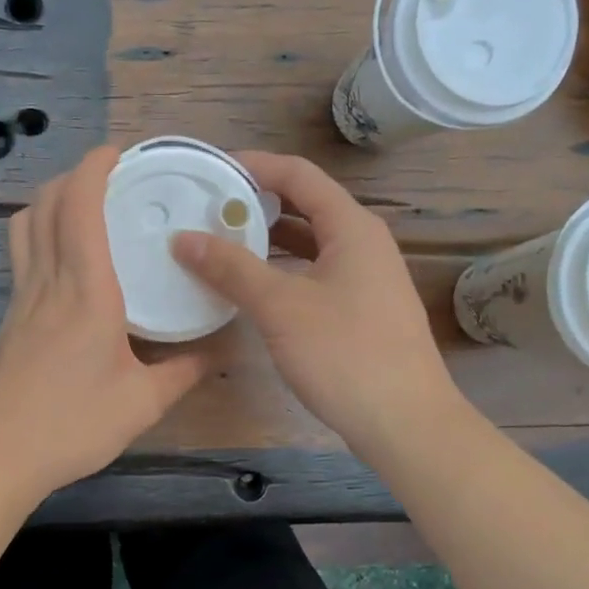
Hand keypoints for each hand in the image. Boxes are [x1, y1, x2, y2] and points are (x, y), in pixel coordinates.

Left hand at [0, 145, 210, 504]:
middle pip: (46, 206)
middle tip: (109, 175)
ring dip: (50, 201)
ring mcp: (21, 299)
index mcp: (86, 292)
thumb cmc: (71, 426)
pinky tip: (65, 258)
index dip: (93, 169)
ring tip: (83, 205)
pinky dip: (41, 233)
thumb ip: (183, 372)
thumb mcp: (142, 404)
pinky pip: (22, 255)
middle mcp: (48, 282)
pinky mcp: (9, 319)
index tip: (116, 151)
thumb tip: (216, 351)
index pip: (80, 208)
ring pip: (26, 227)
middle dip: (73, 176)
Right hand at [172, 151, 455, 457]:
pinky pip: (315, 273)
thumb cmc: (344, 354)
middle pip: (305, 206)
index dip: (255, 165)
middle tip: (208, 208)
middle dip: (257, 203)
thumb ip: (231, 268)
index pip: (299, 175)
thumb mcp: (281, 307)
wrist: (404, 422)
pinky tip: (252, 288)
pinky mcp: (361, 311)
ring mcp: (366, 279)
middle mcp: (364, 243)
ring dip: (268, 240)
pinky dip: (283, 271)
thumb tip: (183, 238)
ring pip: (310, 244)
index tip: (210, 169)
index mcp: (352, 227)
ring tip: (220, 243)